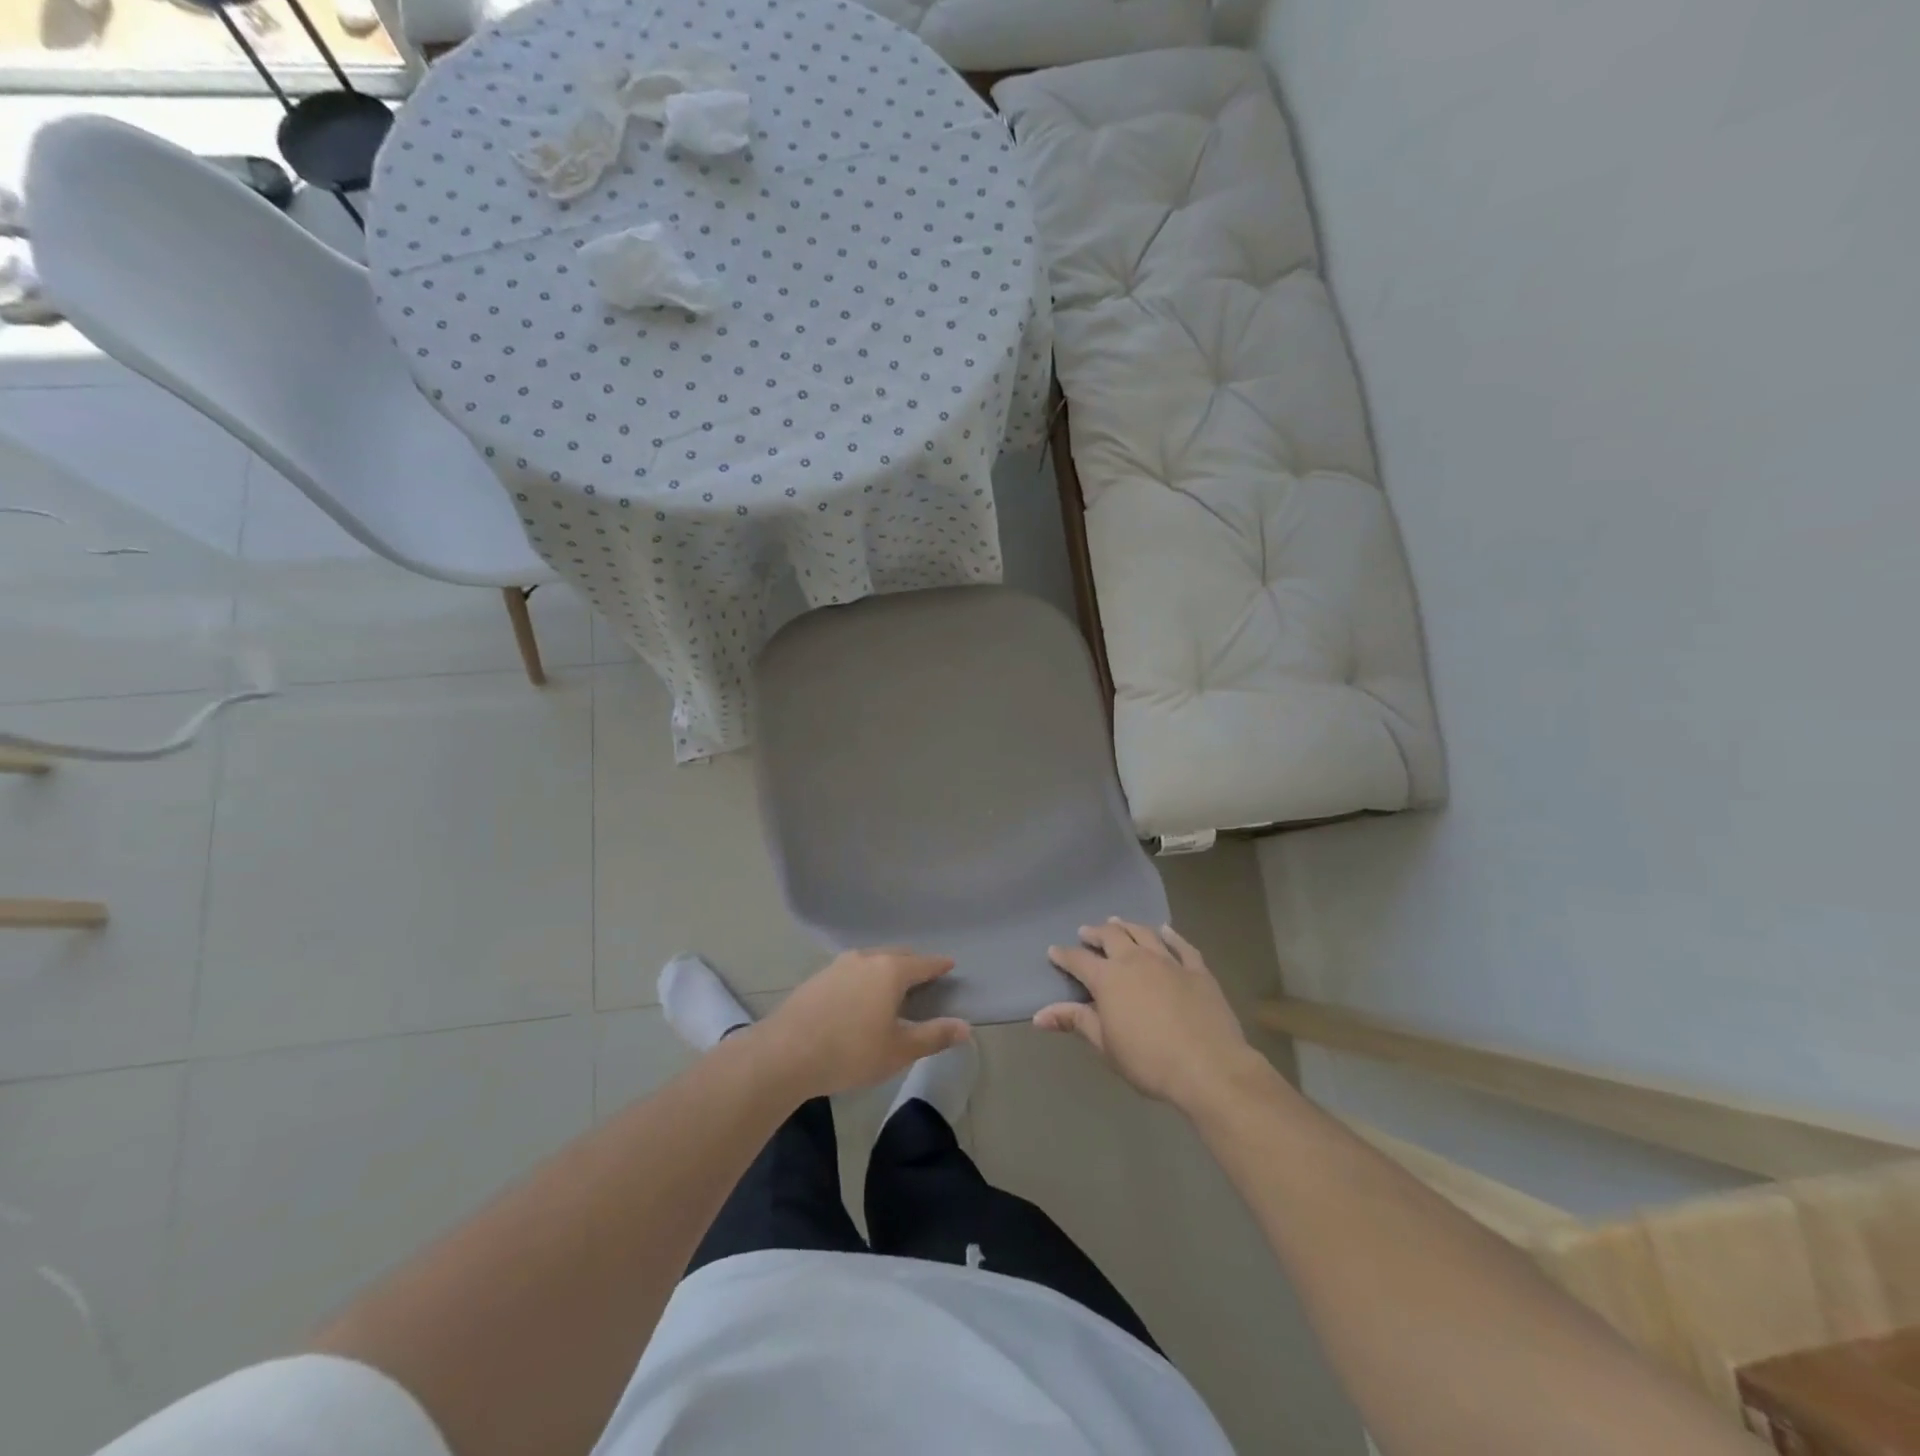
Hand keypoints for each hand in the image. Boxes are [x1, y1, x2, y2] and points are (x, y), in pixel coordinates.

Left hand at [754, 947, 970, 1098]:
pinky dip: (863, 979)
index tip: (950, 965)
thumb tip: (966, 1027)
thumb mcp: (899, 1050)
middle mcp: (866, 958)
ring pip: (871, 961)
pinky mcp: (817, 978)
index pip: (924, 963)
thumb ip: (934, 1036)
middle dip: (913, 965)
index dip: (939, 965)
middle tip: (924, 979)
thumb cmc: (850, 1052)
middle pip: (896, 956)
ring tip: (891, 989)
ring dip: (885, 971)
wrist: (784, 1054)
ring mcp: (838, 965)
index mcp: (890, 970)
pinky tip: (859, 999)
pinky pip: (851, 972)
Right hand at [1037, 919, 1263, 1111]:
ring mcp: (1169, 962)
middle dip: (1095, 932)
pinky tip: (1166, 930)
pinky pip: (1181, 945)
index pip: (1078, 960)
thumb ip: (1075, 1022)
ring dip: (1127, 926)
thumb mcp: (1105, 1045)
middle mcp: (1135, 960)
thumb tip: (1038, 1015)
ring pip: (1143, 933)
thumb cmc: (1149, 1060)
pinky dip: (1171, 935)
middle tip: (1086, 932)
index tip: (1054, 951)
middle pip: (1111, 936)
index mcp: (1108, 978)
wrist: (1208, 1067)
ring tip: (1118, 922)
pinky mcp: (1197, 970)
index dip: (1064, 955)